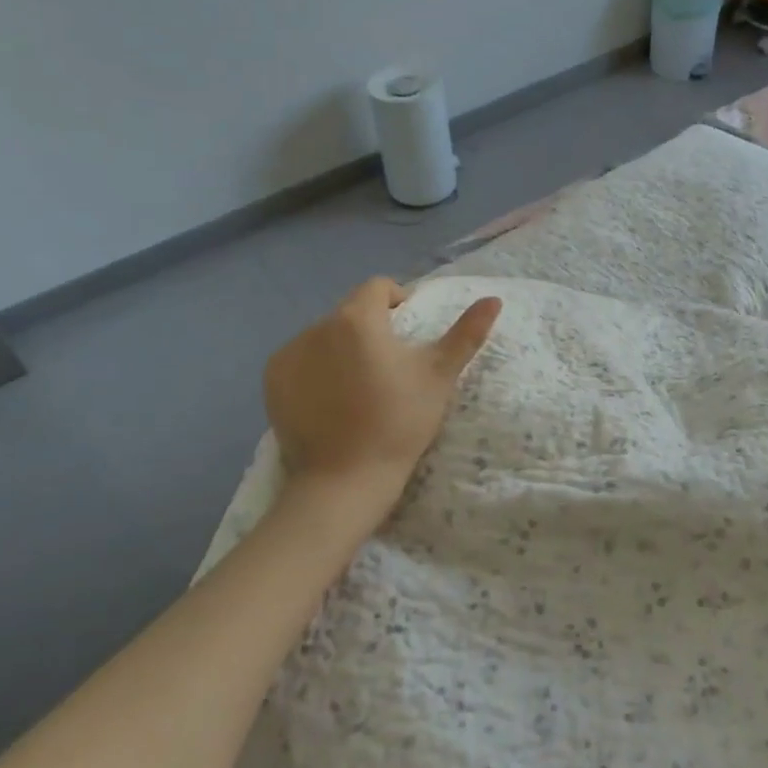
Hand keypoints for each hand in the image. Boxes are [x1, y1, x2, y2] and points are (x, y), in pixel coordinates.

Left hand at [264, 277, 501, 502]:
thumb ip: (466, 333)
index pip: (378, 288)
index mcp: (357, 318)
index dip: (398, 301)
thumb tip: (494, 299)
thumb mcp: (439, 376)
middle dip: (370, 328)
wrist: (345, 480)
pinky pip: (300, 360)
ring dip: (342, 348)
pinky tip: (331, 400)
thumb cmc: (399, 422)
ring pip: (325, 336)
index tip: (409, 332)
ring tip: (358, 386)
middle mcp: (317, 326)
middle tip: (388, 366)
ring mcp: (290, 354)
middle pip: (350, 313)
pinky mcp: (272, 381)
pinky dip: (316, 369)